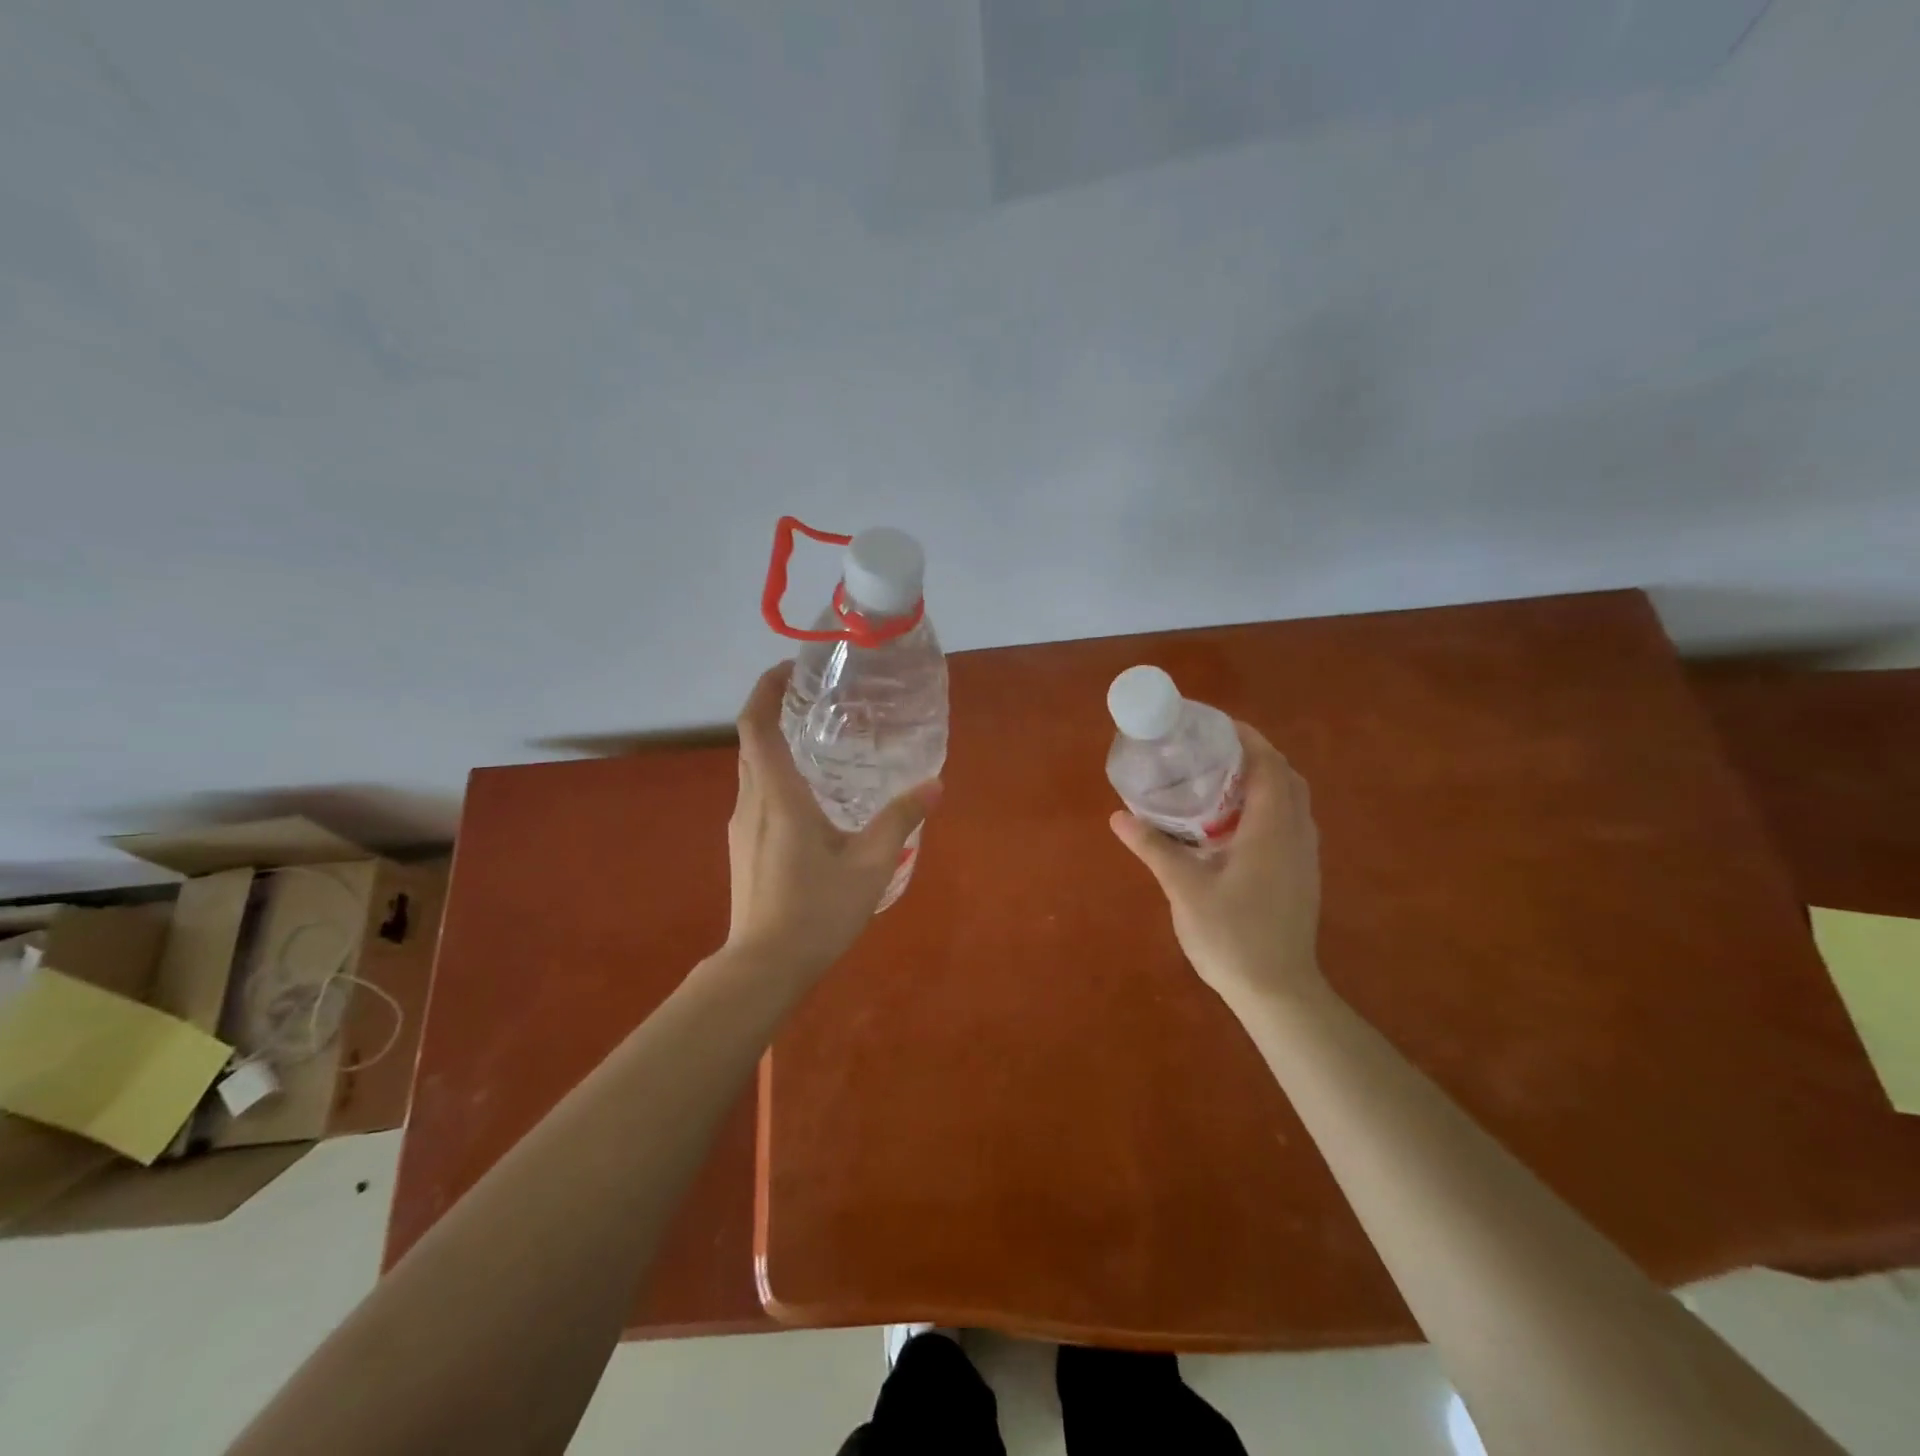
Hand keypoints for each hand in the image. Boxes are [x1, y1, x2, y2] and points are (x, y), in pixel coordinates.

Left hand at [726, 663, 942, 977]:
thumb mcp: (870, 864)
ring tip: (821, 744)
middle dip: (775, 711)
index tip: (790, 669)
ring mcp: (742, 827)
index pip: (756, 724)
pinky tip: (812, 799)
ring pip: (753, 770)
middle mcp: (751, 802)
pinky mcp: (743, 848)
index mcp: (777, 795)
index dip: (765, 689)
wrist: (764, 967)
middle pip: (752, 742)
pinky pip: (757, 795)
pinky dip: (777, 777)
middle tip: (817, 701)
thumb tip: (934, 785)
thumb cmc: (817, 911)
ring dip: (777, 746)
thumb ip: (901, 820)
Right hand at [1109, 722, 1322, 1010]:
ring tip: (1220, 782)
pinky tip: (1233, 826)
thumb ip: (1154, 847)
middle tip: (1212, 752)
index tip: (1214, 725)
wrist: (1277, 991)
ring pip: (1292, 801)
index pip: (1268, 764)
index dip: (1246, 738)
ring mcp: (1304, 857)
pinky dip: (1268, 807)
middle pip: (1285, 777)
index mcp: (1273, 828)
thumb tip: (1118, 816)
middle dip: (1254, 755)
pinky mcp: (1302, 876)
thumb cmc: (1232, 935)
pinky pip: (1290, 823)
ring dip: (1264, 781)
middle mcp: (1297, 834)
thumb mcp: (1185, 888)